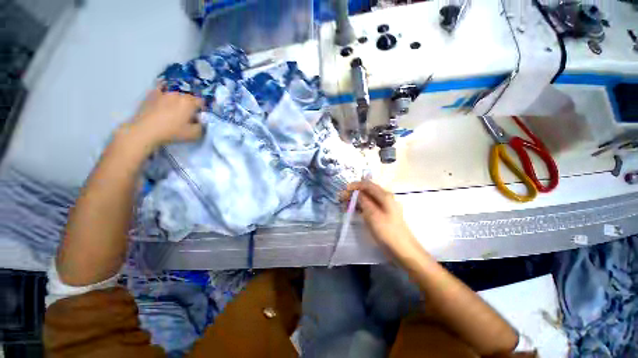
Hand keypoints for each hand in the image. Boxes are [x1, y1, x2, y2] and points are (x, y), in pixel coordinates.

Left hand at [124, 87, 203, 147]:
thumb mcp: (195, 134)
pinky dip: (164, 97)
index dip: (202, 110)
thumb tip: (201, 122)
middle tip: (187, 116)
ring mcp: (163, 93)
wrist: (145, 131)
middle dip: (190, 105)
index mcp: (189, 102)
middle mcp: (177, 94)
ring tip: (173, 112)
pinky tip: (163, 104)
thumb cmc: (172, 132)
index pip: (201, 102)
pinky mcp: (151, 95)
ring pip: (175, 96)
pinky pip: (161, 93)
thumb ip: (202, 126)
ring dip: (177, 102)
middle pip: (188, 98)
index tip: (199, 118)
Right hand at [342, 181, 419, 259]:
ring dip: (356, 200)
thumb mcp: (373, 215)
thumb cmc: (387, 231)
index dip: (355, 185)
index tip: (344, 190)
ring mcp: (384, 207)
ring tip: (345, 205)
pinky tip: (353, 211)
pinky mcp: (382, 215)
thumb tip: (357, 192)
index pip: (368, 185)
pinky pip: (369, 207)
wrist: (402, 250)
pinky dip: (360, 207)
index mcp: (385, 196)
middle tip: (342, 198)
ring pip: (367, 199)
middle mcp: (385, 198)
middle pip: (367, 191)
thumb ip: (364, 201)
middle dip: (354, 193)